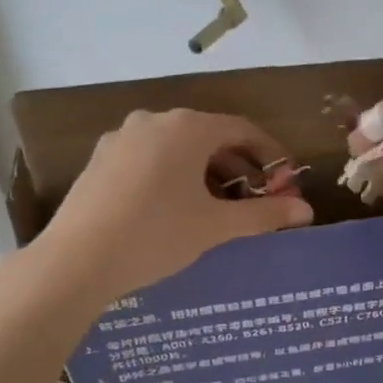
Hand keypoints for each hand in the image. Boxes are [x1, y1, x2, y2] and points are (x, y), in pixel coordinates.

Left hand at [23, 109, 311, 310]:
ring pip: (179, 148)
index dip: (271, 155)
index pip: (243, 130)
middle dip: (241, 166)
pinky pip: (152, 158)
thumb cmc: (156, 236)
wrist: (75, 261)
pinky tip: (178, 208)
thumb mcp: (216, 226)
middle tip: (259, 200)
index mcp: (187, 128)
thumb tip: (307, 211)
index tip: (287, 182)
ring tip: (221, 208)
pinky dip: (176, 175)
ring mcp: (122, 138)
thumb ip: (265, 215)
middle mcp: (154, 121)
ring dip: (208, 173)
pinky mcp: (101, 160)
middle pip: (211, 137)